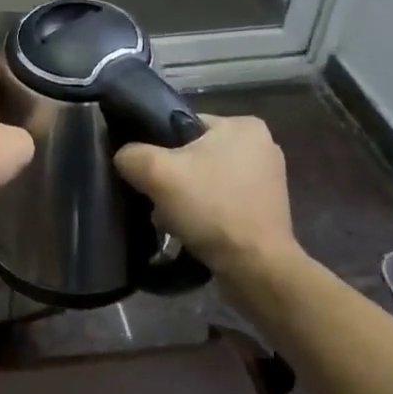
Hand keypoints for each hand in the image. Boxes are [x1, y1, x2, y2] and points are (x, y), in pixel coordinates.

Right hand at [113, 115, 297, 273]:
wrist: (256, 269)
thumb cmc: (211, 209)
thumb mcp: (156, 173)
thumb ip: (131, 155)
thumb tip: (125, 158)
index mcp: (243, 125)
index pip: (183, 124)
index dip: (158, 146)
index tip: (147, 172)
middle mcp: (261, 145)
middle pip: (194, 153)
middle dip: (172, 176)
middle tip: (156, 198)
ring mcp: (268, 179)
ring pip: (206, 178)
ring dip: (185, 196)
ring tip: (170, 218)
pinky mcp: (267, 208)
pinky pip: (222, 199)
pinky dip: (204, 211)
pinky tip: (190, 228)